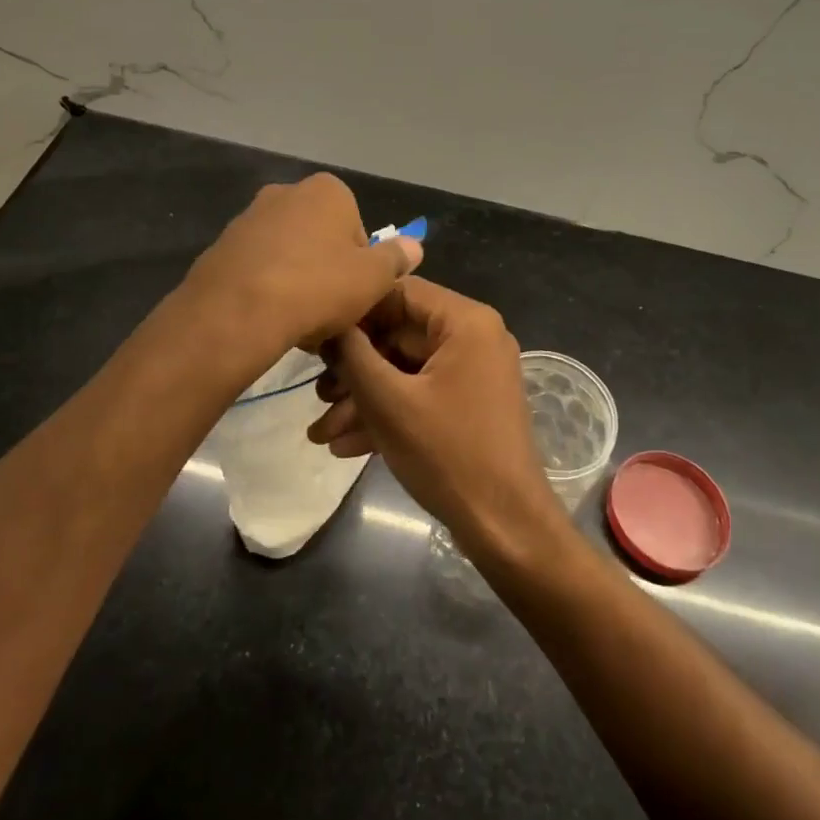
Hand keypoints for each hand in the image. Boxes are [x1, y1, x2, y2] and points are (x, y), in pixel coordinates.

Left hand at [184, 173, 421, 358]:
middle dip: (327, 271)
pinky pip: (258, 268)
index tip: (356, 293)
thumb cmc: (317, 286)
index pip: (357, 228)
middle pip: (321, 239)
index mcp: (327, 190)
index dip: (361, 265)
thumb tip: (414, 245)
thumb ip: (396, 258)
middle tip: (330, 311)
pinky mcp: (222, 246)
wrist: (236, 311)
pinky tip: (269, 319)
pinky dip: (267, 289)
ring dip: (297, 282)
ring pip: (288, 254)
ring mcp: (249, 218)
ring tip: (299, 322)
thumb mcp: (374, 278)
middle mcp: (286, 192)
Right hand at [309, 278, 566, 560]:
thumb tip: (327, 324)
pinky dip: (387, 415)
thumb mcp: (388, 401)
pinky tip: (344, 446)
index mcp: (465, 321)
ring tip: (320, 431)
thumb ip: (351, 354)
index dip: (354, 313)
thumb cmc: (447, 453)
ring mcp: (473, 373)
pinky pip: (420, 395)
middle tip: (316, 395)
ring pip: (405, 371)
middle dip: (353, 370)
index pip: (399, 292)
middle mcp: (474, 337)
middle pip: (399, 335)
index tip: (316, 337)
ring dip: (363, 399)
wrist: (504, 527)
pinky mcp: (469, 405)